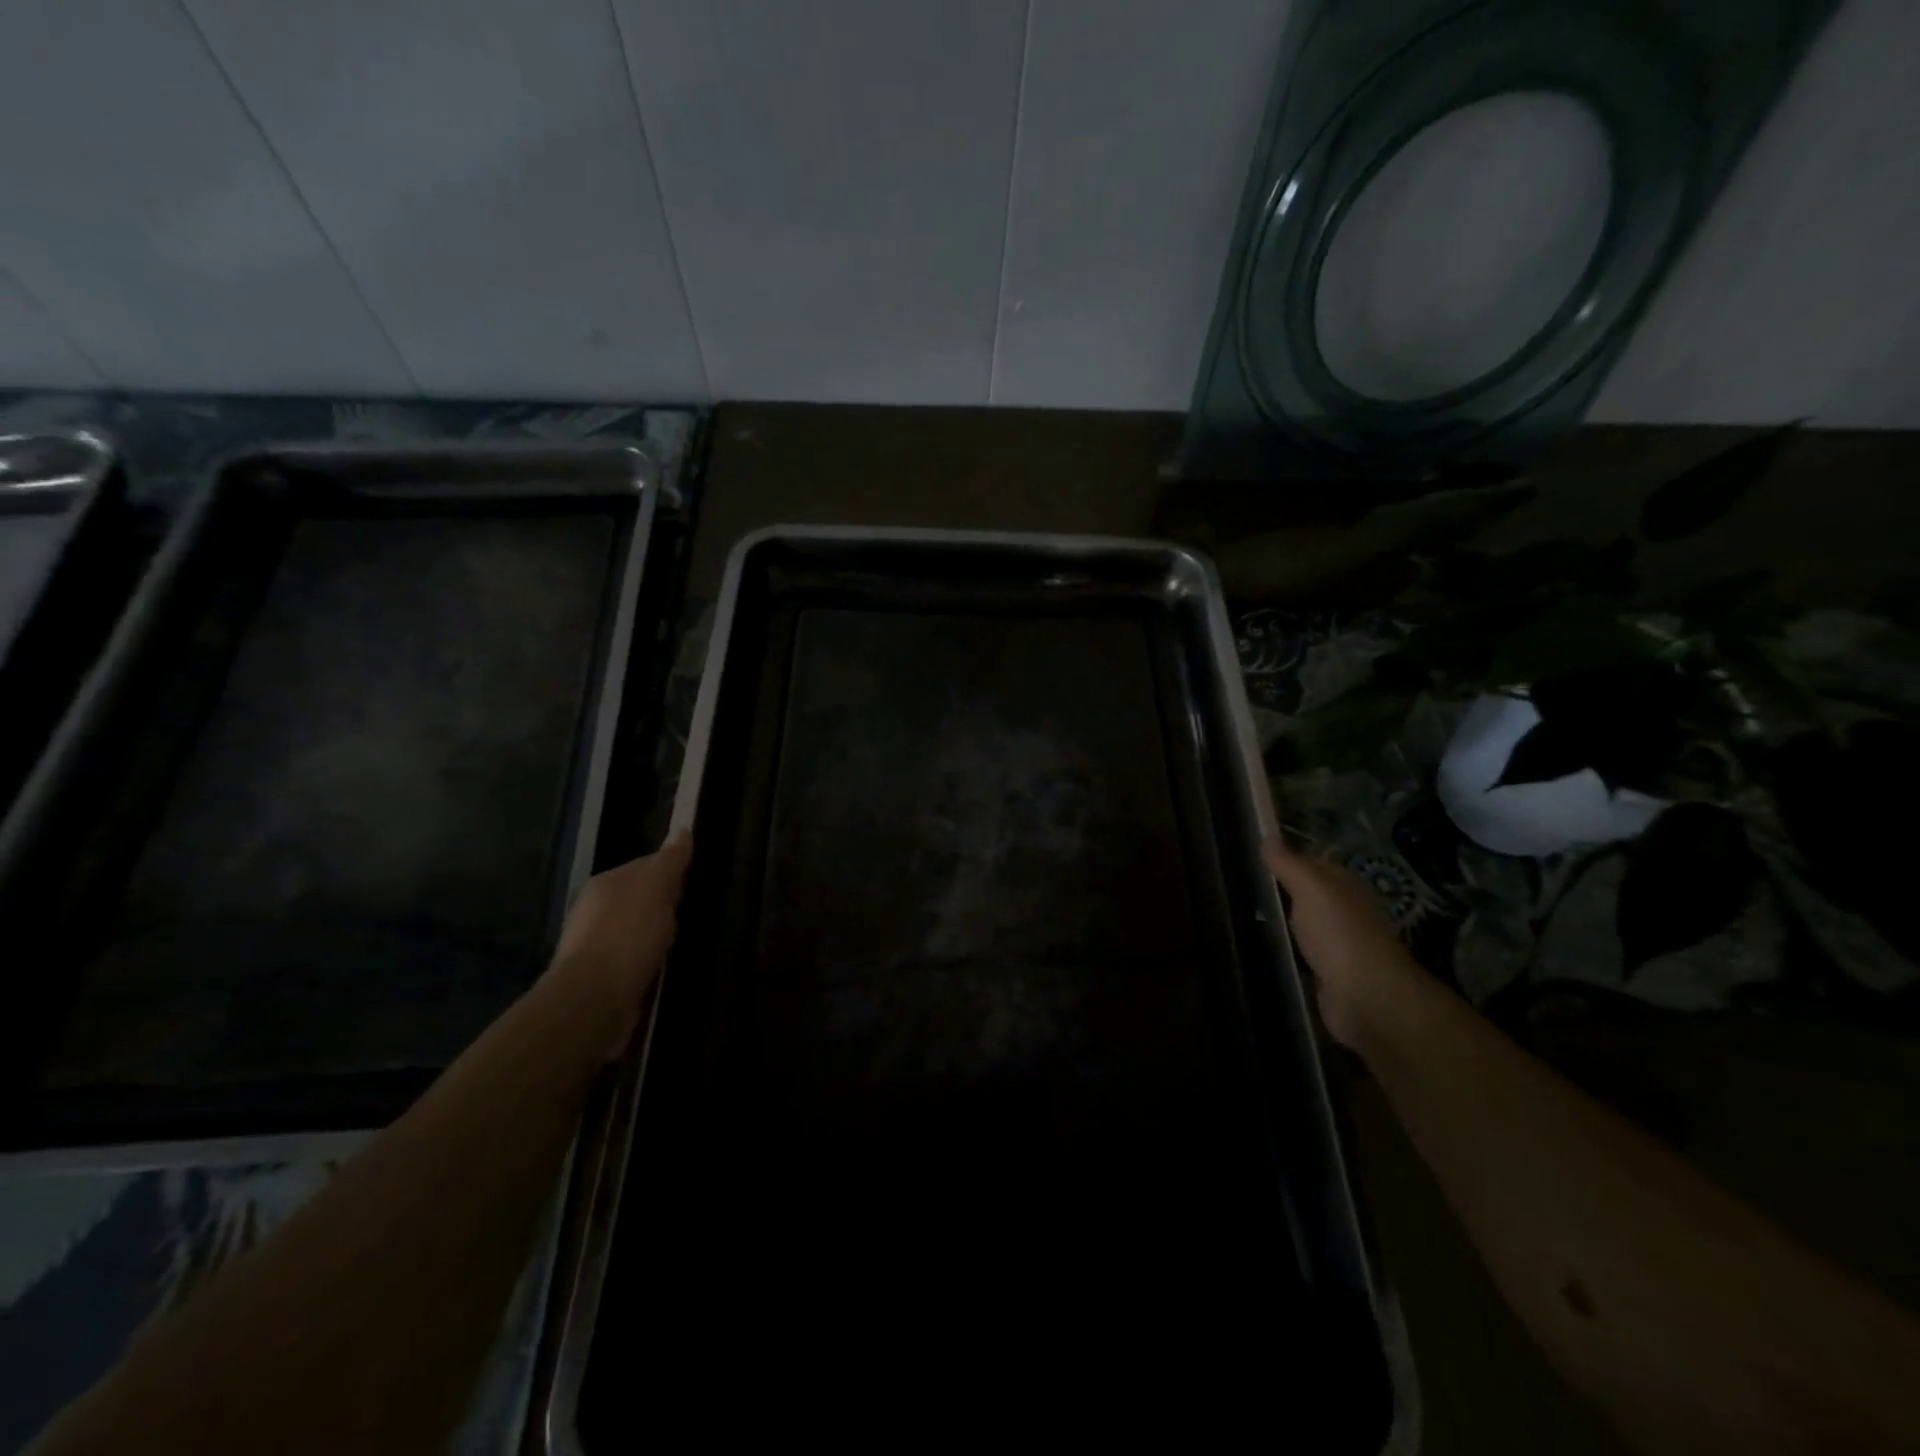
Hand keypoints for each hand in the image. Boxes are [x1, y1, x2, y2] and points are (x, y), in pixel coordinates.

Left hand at [547, 831, 691, 1059]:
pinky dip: (650, 962)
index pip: (647, 864)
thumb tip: (683, 829)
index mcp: (606, 883)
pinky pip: (635, 959)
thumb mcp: (656, 888)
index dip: (672, 871)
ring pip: (638, 930)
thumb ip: (670, 860)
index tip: (694, 882)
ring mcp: (597, 945)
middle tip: (691, 913)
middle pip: (642, 898)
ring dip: (657, 936)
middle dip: (666, 905)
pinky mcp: (603, 977)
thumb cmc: (627, 936)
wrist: (592, 1001)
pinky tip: (664, 969)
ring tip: (682, 944)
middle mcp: (596, 910)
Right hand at [1265, 840, 1425, 1051]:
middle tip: (1244, 884)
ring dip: (1286, 921)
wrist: (1365, 996)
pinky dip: (1290, 950)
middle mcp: (1346, 912)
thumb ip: (1288, 862)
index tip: (1254, 856)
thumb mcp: (1310, 887)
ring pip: (1307, 925)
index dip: (1287, 858)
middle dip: (1284, 890)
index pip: (1314, 863)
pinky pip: (1305, 954)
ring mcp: (1340, 945)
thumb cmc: (1338, 932)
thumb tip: (1269, 833)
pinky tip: (1268, 947)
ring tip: (1248, 914)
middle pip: (1311, 895)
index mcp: (1346, 886)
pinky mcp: (1330, 975)